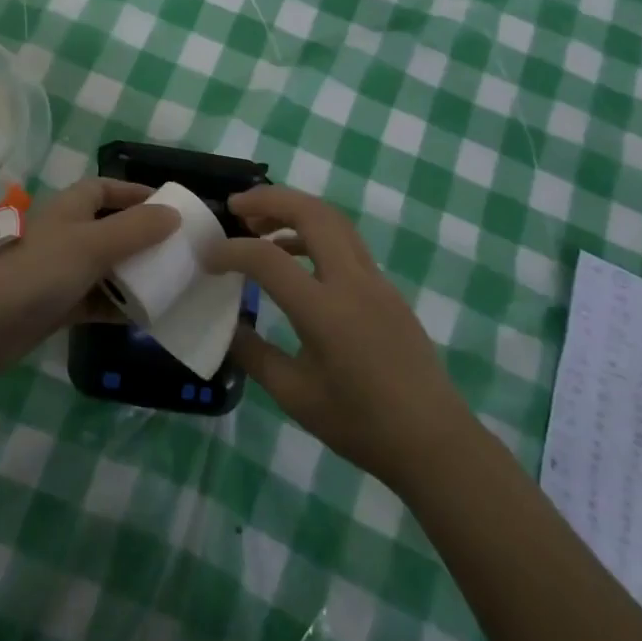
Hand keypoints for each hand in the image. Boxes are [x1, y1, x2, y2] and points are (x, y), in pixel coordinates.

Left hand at [0, 178, 178, 373]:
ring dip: (133, 274)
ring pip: (106, 267)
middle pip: (109, 229)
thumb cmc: (36, 271)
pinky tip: (146, 315)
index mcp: (69, 209)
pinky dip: (118, 305)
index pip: (104, 189)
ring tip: (171, 283)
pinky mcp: (55, 306)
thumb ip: (135, 229)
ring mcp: (58, 272)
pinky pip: (96, 301)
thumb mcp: (92, 244)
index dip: (134, 193)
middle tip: (178, 250)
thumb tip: (173, 214)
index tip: (168, 206)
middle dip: (141, 237)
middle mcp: (65, 235)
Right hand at [206, 186, 473, 494]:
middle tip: (236, 206)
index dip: (232, 251)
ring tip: (260, 226)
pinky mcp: (386, 288)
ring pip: (334, 221)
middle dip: (271, 199)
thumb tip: (228, 326)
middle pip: (312, 213)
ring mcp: (375, 280)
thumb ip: (254, 355)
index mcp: (326, 311)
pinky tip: (294, 258)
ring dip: (295, 211)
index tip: (207, 256)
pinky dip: (314, 234)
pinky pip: (346, 243)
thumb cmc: (361, 425)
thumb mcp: (295, 395)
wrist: (434, 442)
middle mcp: (353, 282)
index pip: (268, 260)